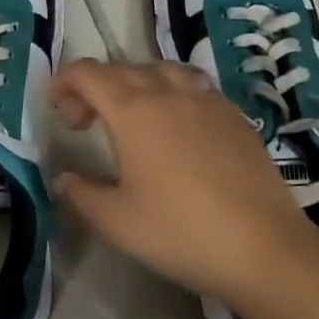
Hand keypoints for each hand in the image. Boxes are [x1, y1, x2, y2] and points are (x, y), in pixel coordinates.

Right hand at [48, 58, 311, 307]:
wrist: (265, 248)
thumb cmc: (181, 232)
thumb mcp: (117, 221)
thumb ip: (81, 194)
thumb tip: (60, 178)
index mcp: (132, 109)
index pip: (88, 74)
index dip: (64, 80)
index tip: (53, 102)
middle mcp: (166, 92)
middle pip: (120, 69)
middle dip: (94, 87)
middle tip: (82, 121)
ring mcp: (205, 100)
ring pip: (159, 71)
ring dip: (133, 84)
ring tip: (129, 114)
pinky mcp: (233, 115)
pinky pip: (192, 86)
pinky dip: (170, 93)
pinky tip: (176, 125)